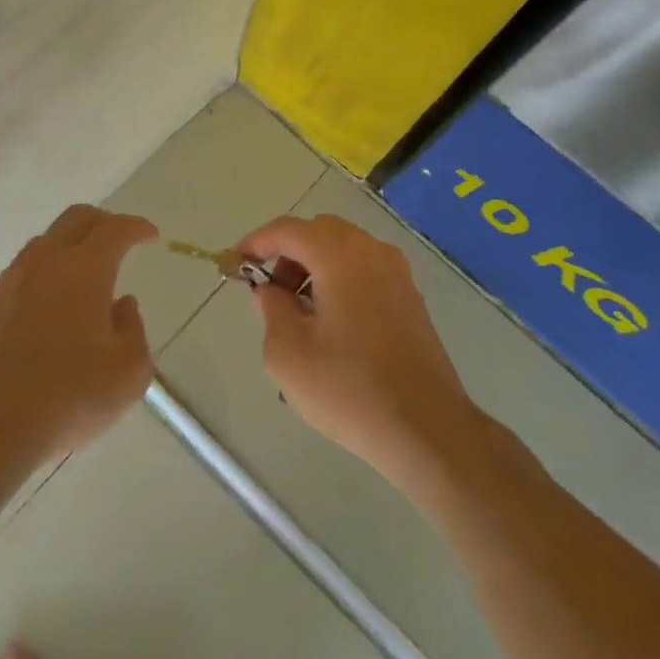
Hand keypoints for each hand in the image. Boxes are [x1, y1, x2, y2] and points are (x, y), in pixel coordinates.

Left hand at [0, 204, 157, 468]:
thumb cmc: (70, 397)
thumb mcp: (129, 372)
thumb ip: (133, 330)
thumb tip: (122, 306)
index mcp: (85, 269)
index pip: (115, 230)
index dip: (137, 228)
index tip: (150, 236)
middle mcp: (46, 262)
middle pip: (76, 219)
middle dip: (104, 222)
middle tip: (121, 240)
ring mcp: (12, 280)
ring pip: (45, 241)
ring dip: (71, 244)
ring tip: (85, 272)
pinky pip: (24, 269)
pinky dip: (46, 270)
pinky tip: (51, 302)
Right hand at [238, 213, 475, 483]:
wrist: (426, 428)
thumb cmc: (348, 389)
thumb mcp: (287, 352)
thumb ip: (271, 308)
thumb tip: (272, 290)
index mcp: (340, 256)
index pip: (287, 230)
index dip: (255, 242)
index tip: (233, 264)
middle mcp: (372, 252)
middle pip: (318, 231)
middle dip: (287, 252)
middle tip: (269, 290)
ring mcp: (397, 273)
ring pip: (344, 248)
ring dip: (314, 265)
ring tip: (298, 312)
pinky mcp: (410, 297)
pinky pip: (365, 269)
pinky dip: (339, 278)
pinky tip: (331, 322)